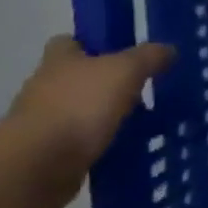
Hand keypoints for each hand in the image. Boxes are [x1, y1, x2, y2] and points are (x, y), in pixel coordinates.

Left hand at [7, 37, 175, 181]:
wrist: (39, 165)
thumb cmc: (80, 106)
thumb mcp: (125, 71)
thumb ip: (149, 57)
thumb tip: (168, 49)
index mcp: (59, 60)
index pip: (69, 42)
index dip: (93, 44)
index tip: (120, 54)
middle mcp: (45, 87)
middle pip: (76, 78)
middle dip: (104, 84)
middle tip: (140, 91)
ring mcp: (42, 122)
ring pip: (78, 111)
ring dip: (102, 117)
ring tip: (139, 123)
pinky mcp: (45, 154)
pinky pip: (78, 143)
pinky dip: (97, 144)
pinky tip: (123, 149)